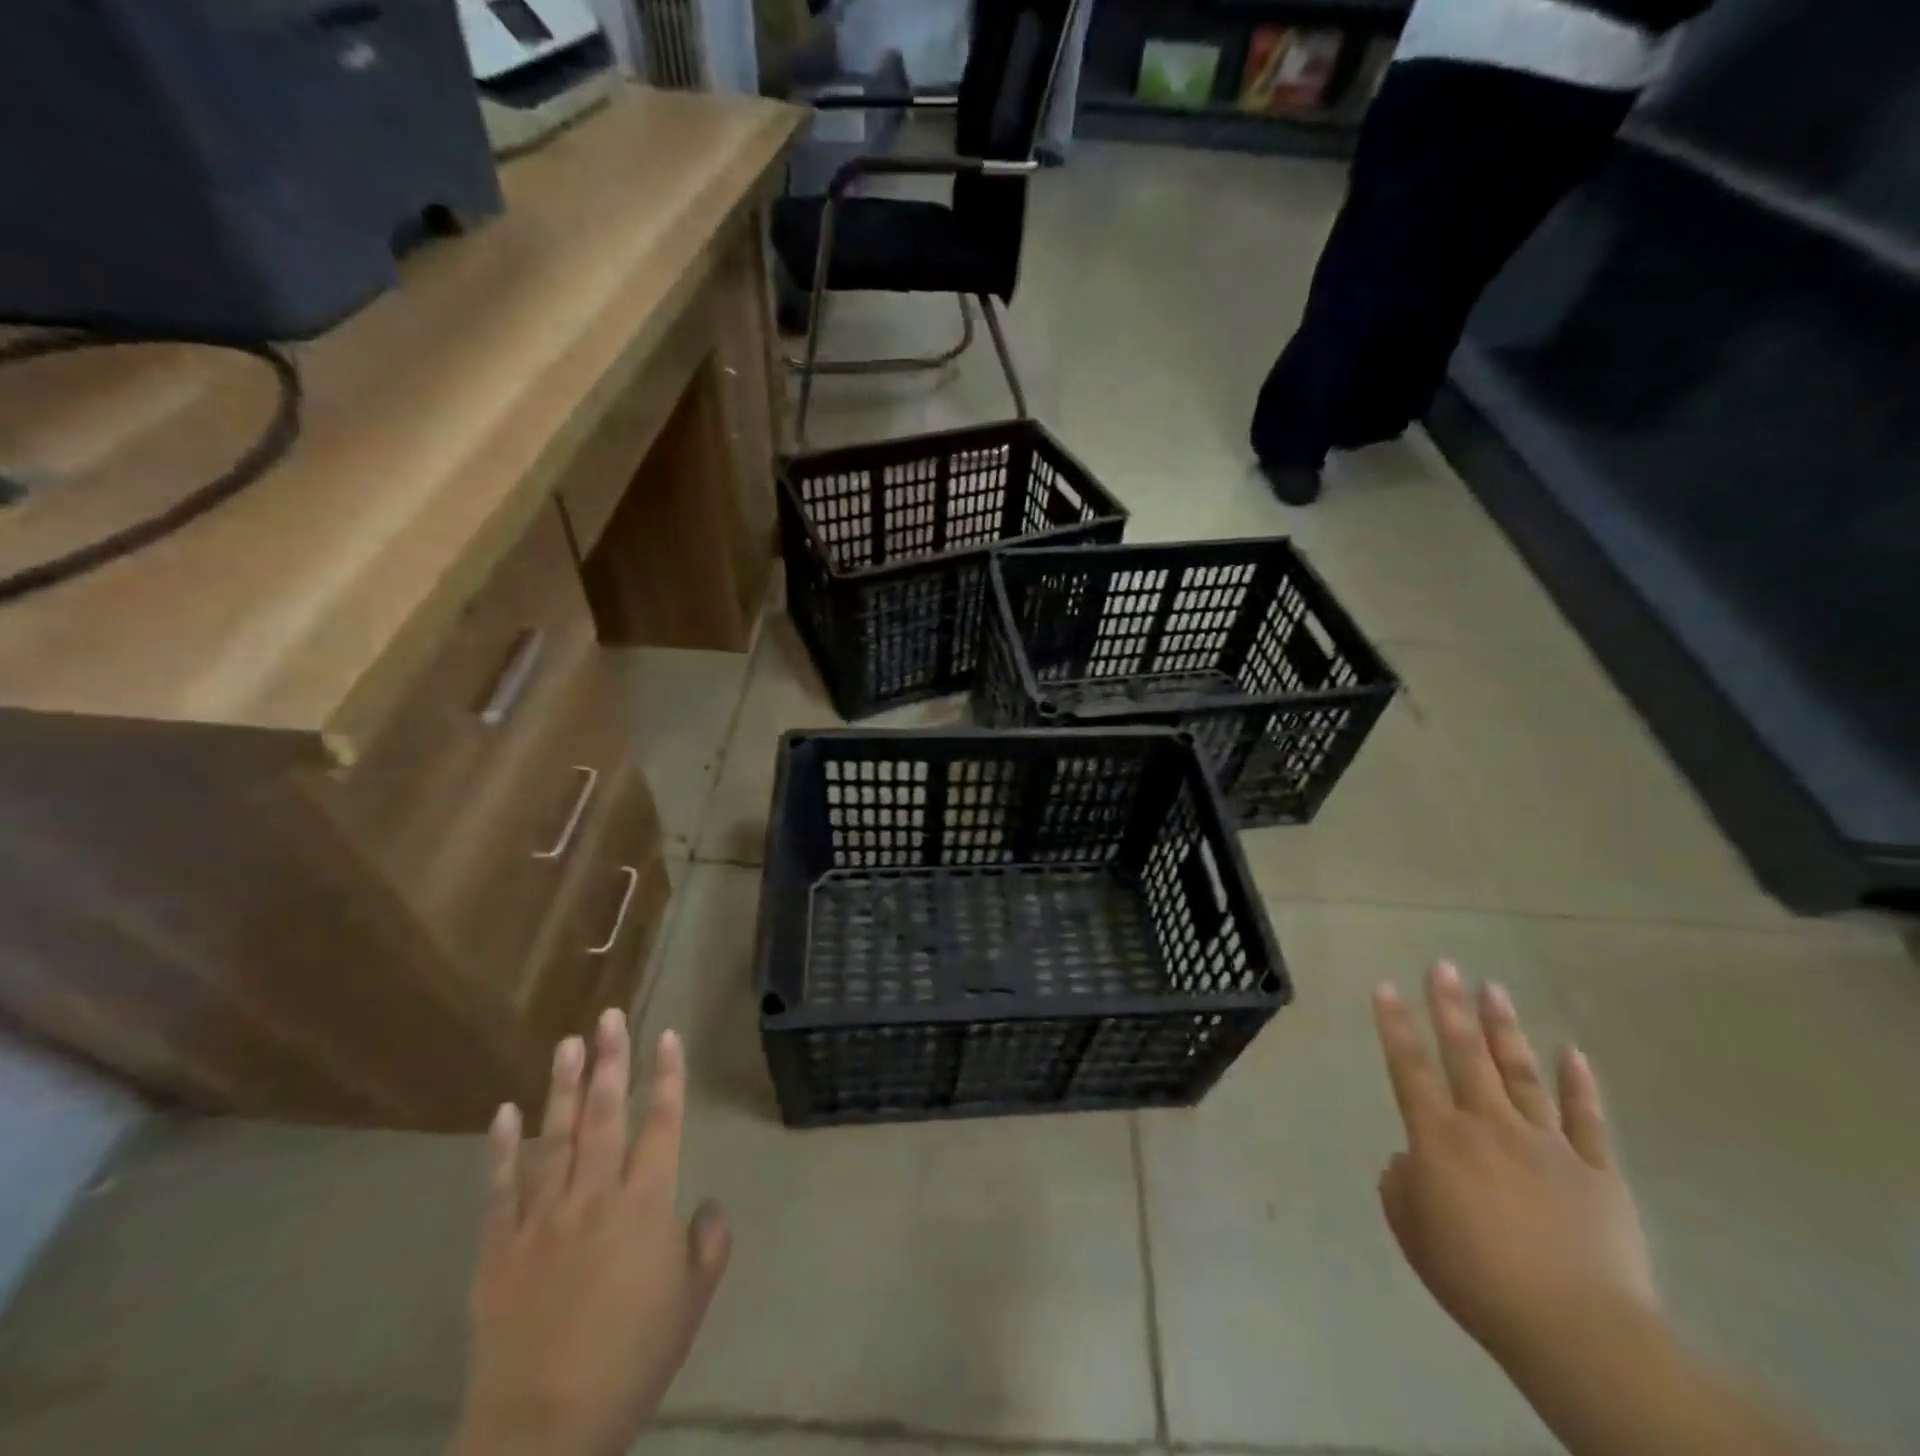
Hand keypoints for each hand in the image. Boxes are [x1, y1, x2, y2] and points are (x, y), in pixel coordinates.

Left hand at [453, 1012, 730, 1455]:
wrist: (543, 1433)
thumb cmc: (631, 1361)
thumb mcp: (691, 1304)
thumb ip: (708, 1245)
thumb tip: (709, 1205)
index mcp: (645, 1204)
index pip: (661, 1123)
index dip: (666, 1076)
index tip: (666, 1035)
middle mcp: (594, 1196)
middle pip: (603, 1114)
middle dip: (610, 1060)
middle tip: (610, 1016)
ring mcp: (540, 1219)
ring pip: (552, 1138)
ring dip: (561, 1086)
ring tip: (567, 1043)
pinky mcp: (497, 1250)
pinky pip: (499, 1189)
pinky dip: (501, 1149)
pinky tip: (504, 1112)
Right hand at [1373, 964, 1657, 1371]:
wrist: (1576, 1330)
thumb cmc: (1475, 1278)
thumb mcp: (1412, 1230)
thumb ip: (1401, 1184)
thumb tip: (1412, 1161)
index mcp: (1439, 1138)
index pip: (1408, 1067)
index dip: (1394, 1025)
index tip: (1385, 985)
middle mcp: (1489, 1125)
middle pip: (1466, 1054)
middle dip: (1450, 1006)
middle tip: (1443, 965)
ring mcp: (1548, 1145)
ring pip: (1521, 1073)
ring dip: (1505, 1029)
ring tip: (1494, 988)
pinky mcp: (1597, 1173)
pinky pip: (1587, 1119)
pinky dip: (1579, 1084)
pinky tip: (1572, 1050)